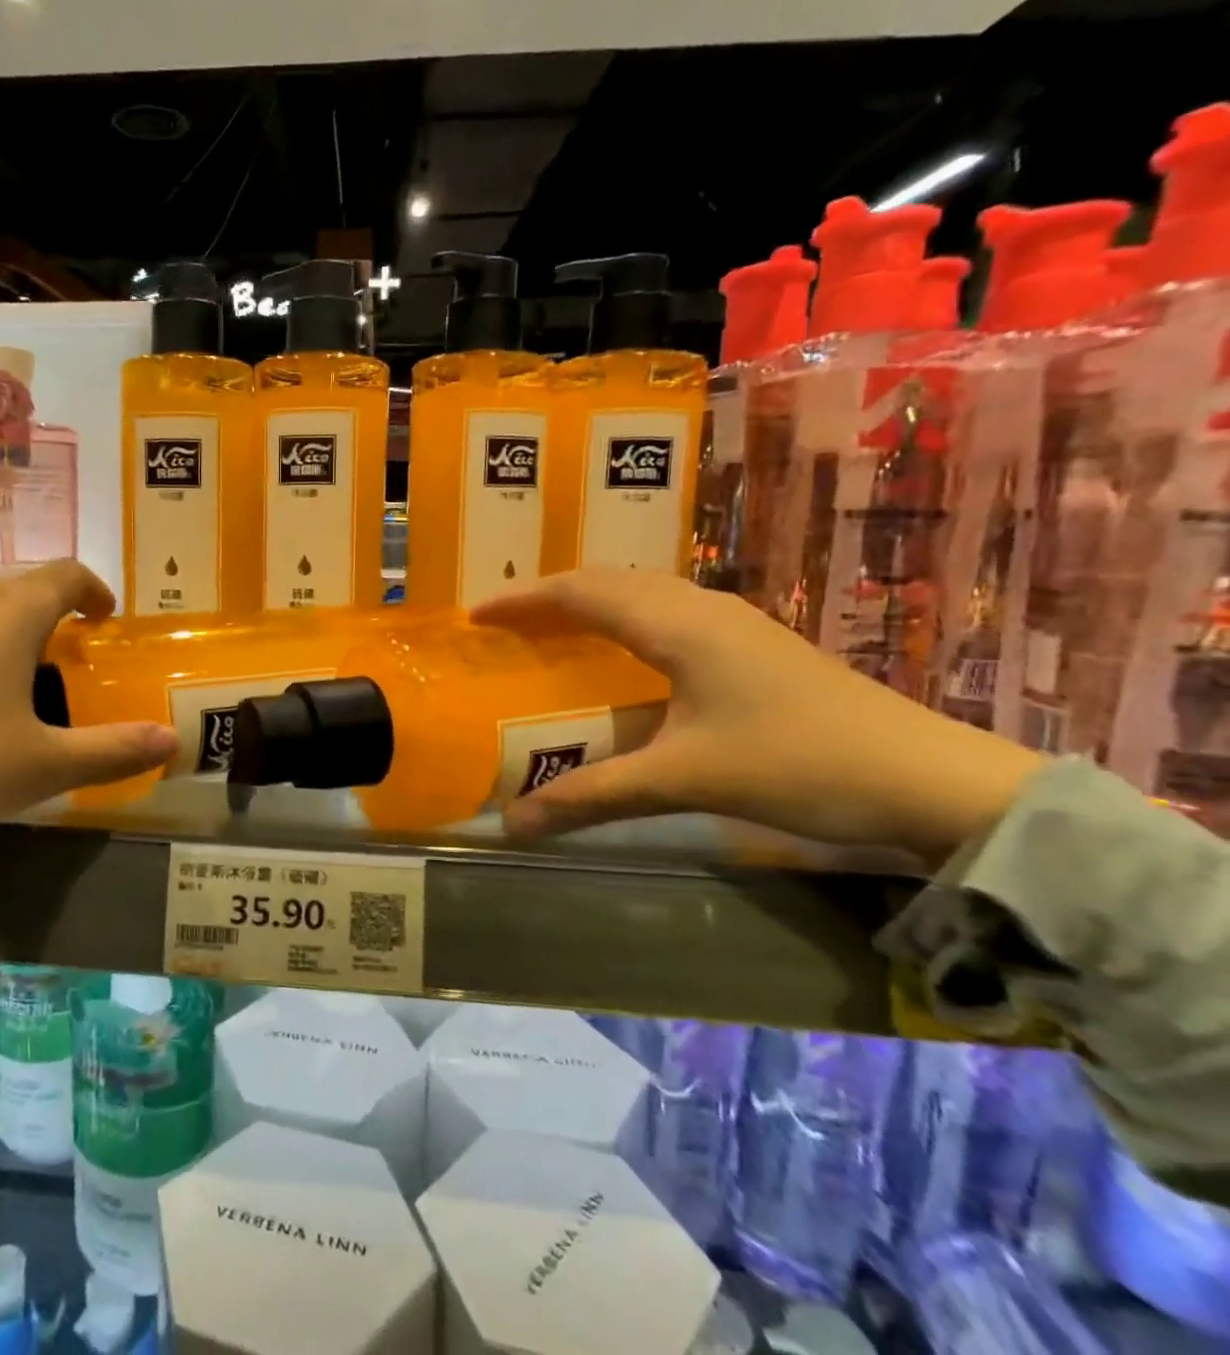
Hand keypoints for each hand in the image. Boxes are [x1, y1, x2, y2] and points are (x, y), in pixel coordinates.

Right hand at [472, 568, 1044, 859]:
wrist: (928, 778)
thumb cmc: (798, 763)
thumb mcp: (683, 780)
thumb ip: (593, 797)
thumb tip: (513, 825)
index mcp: (678, 624)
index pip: (580, 592)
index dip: (523, 600)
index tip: (476, 615)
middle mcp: (702, 607)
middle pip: (609, 580)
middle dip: (551, 594)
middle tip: (507, 622)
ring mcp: (734, 622)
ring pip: (644, 591)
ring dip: (591, 602)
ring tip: (553, 629)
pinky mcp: (754, 644)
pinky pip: (668, 611)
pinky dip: (625, 619)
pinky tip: (624, 653)